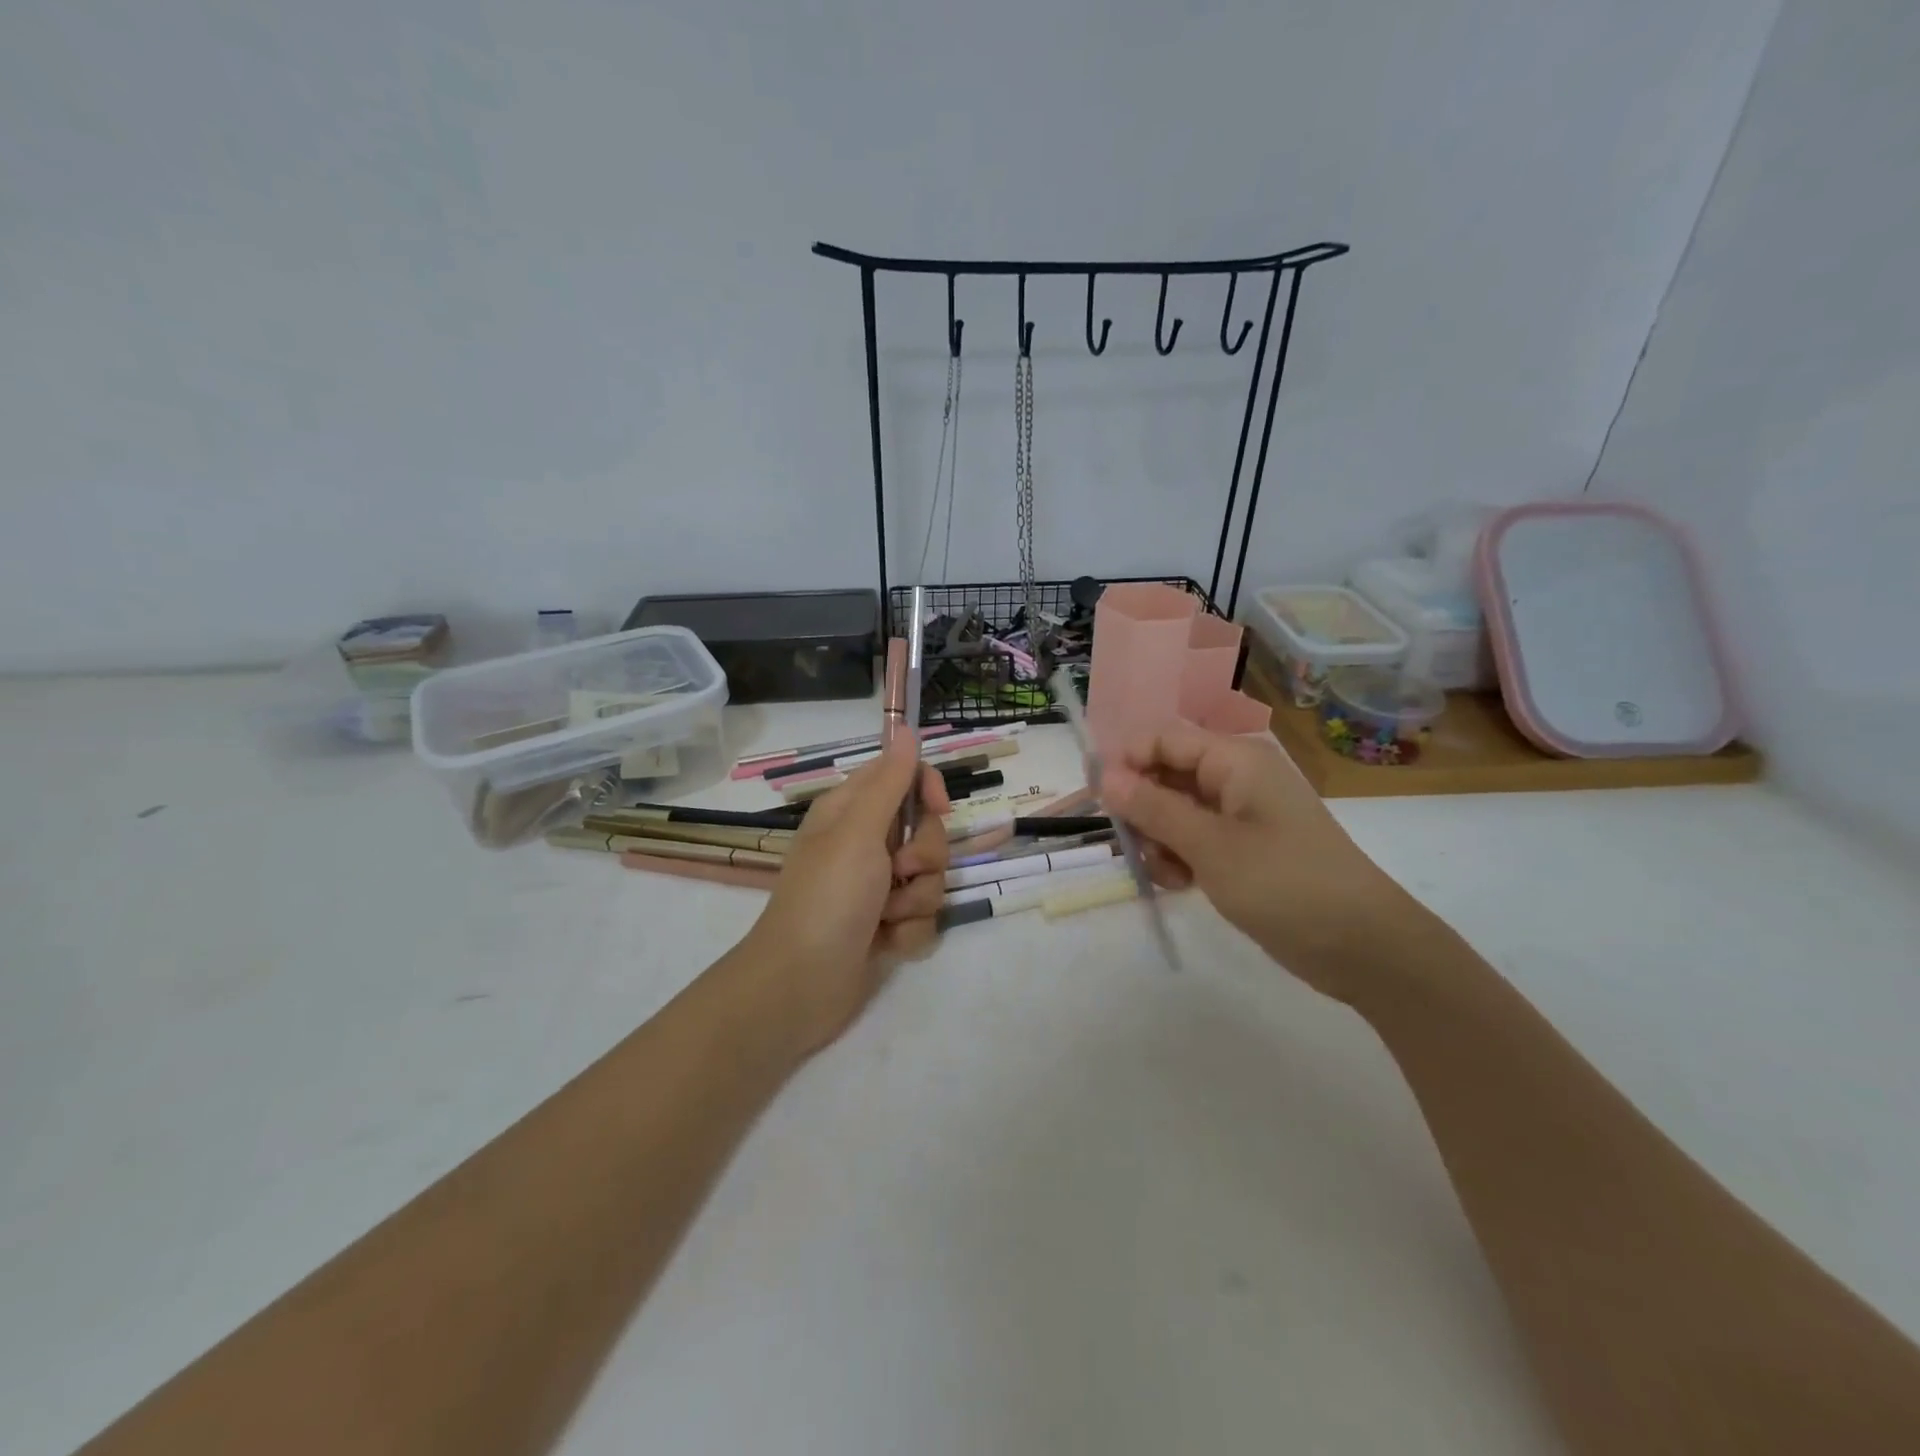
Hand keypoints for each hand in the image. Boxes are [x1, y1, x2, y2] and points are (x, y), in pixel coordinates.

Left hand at [735, 742, 950, 1054]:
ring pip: (931, 878)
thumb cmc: (827, 897)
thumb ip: (889, 782)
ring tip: (884, 918)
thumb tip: (905, 731)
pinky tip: (884, 945)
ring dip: (915, 901)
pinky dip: (908, 933)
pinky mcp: (887, 925)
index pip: (905, 777)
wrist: (801, 985)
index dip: (927, 790)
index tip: (938, 809)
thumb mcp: (858, 831)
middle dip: (923, 858)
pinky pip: (924, 917)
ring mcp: (878, 888)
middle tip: (896, 873)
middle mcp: (867, 845)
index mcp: (852, 812)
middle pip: (928, 831)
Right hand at [1103, 724, 1413, 1000]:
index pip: (1162, 739)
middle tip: (1134, 848)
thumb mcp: (1210, 846)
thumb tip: (1106, 776)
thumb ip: (1153, 808)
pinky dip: (1180, 858)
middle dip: (1142, 809)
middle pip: (1165, 775)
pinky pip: (1194, 839)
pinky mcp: (1243, 848)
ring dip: (1159, 840)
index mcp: (1234, 760)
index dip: (1126, 762)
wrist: (1363, 947)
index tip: (1101, 803)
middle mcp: (1235, 779)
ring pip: (1174, 811)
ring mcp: (1240, 815)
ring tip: (1167, 875)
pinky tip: (1182, 885)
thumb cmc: (1285, 884)